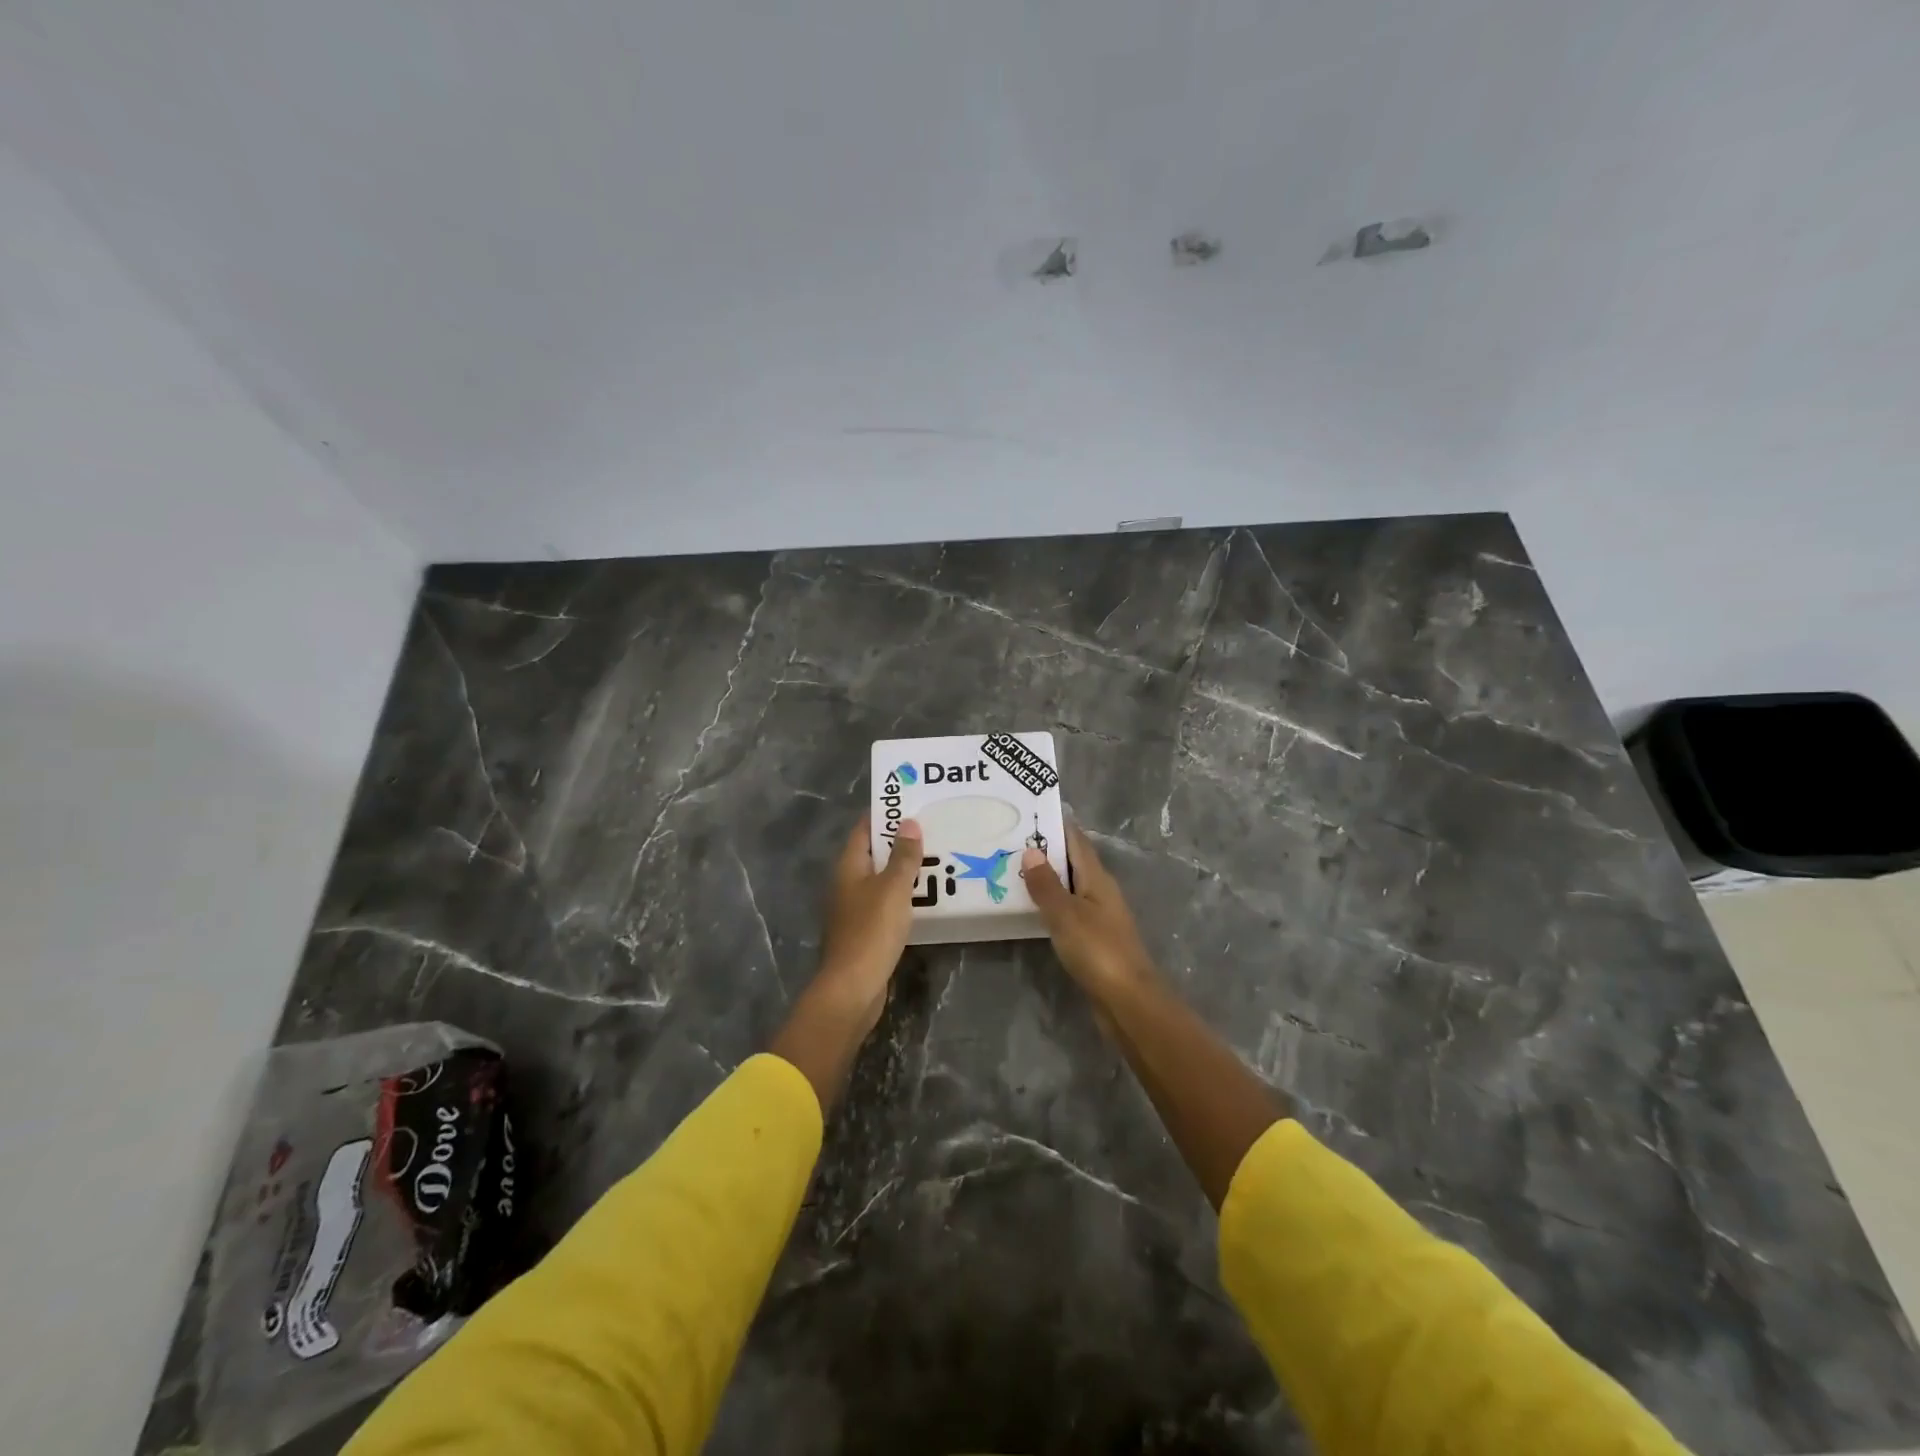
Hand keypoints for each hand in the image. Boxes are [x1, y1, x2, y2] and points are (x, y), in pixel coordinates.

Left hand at [815, 815, 923, 1034]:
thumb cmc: (871, 930)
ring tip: (937, 858)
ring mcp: (854, 909)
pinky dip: (903, 896)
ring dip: (904, 870)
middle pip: (873, 854)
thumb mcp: (893, 888)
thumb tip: (908, 822)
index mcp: (848, 867)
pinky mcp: (865, 932)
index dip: (884, 814)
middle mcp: (847, 884)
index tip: (911, 802)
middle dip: (899, 842)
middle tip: (933, 829)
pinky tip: (927, 897)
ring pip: (881, 880)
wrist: (853, 988)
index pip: (864, 829)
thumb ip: (903, 856)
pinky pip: (886, 903)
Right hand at [1020, 822, 1158, 1000]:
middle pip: (1073, 862)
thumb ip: (1046, 884)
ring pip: (1070, 888)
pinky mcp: (1094, 940)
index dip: (1056, 825)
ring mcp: (1099, 917)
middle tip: (1010, 841)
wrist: (1128, 1001)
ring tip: (1013, 871)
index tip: (1029, 813)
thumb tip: (1030, 851)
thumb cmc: (1098, 950)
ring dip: (1047, 879)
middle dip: (1046, 851)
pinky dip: (1050, 904)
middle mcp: (1101, 892)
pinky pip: (1068, 911)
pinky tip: (1031, 909)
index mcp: (1097, 878)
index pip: (1076, 841)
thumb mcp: (1066, 914)